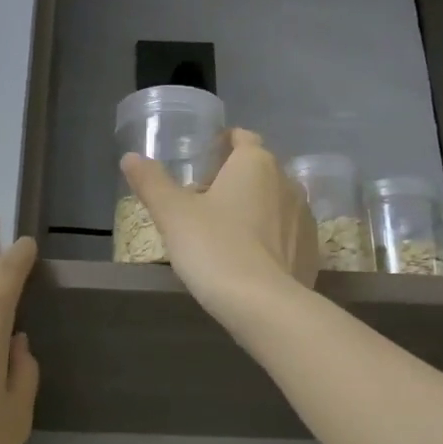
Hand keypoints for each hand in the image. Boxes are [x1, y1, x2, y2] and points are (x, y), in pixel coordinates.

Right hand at [122, 128, 317, 322]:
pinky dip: (269, 239)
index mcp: (255, 163)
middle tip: (203, 205)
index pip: (242, 138)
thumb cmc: (214, 248)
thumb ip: (151, 182)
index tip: (203, 163)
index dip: (222, 145)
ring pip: (274, 203)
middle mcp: (287, 182)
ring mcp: (304, 217)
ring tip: (225, 236)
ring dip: (253, 211)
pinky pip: (286, 234)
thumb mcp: (172, 214)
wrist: (264, 305)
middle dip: (234, 181)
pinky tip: (249, 261)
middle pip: (258, 171)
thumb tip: (130, 158)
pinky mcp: (311, 250)